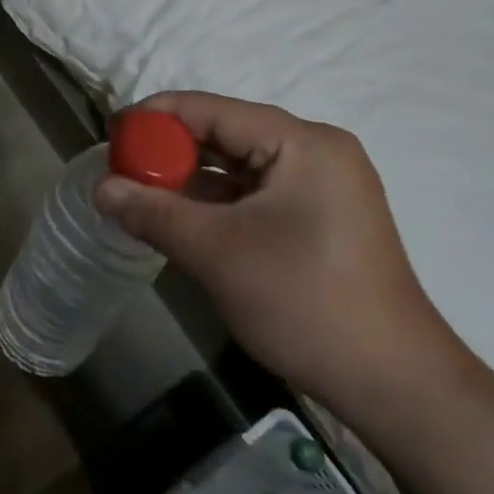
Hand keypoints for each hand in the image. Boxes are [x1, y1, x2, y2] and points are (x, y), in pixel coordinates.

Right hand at [95, 92, 470, 416]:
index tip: (110, 134)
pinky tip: (181, 219)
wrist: (393, 384)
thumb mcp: (217, 252)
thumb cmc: (304, 302)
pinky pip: (256, 194)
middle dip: (170, 151)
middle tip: (120, 170)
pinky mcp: (321, 219)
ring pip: (239, 167)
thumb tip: (100, 188)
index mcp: (302, 142)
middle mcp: (316, 152)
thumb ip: (153, 212)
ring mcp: (323, 186)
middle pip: (226, 134)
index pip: (212, 109)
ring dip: (191, 180)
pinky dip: (217, 203)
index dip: (155, 117)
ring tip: (140, 194)